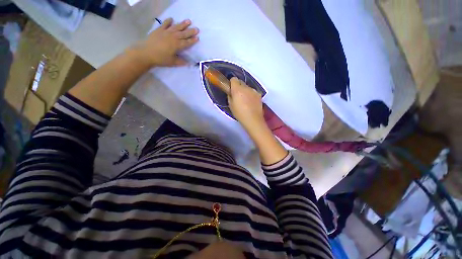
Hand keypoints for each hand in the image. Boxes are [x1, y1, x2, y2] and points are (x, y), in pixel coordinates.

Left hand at [131, 18, 198, 66]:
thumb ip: (181, 61)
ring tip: (188, 21)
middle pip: (183, 34)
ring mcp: (166, 32)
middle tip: (197, 29)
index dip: (192, 41)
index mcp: (177, 45)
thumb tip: (189, 63)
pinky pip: (165, 24)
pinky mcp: (159, 30)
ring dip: (182, 24)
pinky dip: (168, 21)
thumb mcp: (172, 62)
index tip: (197, 38)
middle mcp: (173, 37)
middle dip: (191, 32)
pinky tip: (172, 19)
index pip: (187, 42)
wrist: (146, 53)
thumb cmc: (161, 59)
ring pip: (176, 27)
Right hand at [228, 77, 266, 133]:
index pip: (234, 79)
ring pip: (247, 87)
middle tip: (238, 96)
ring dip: (245, 91)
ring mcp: (254, 90)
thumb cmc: (239, 114)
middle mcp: (246, 87)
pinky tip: (251, 102)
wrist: (253, 119)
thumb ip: (230, 96)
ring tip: (246, 101)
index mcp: (237, 89)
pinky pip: (253, 92)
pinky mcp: (259, 94)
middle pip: (241, 82)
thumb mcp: (230, 105)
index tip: (231, 89)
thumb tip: (231, 92)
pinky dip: (251, 95)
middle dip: (239, 87)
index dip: (232, 83)